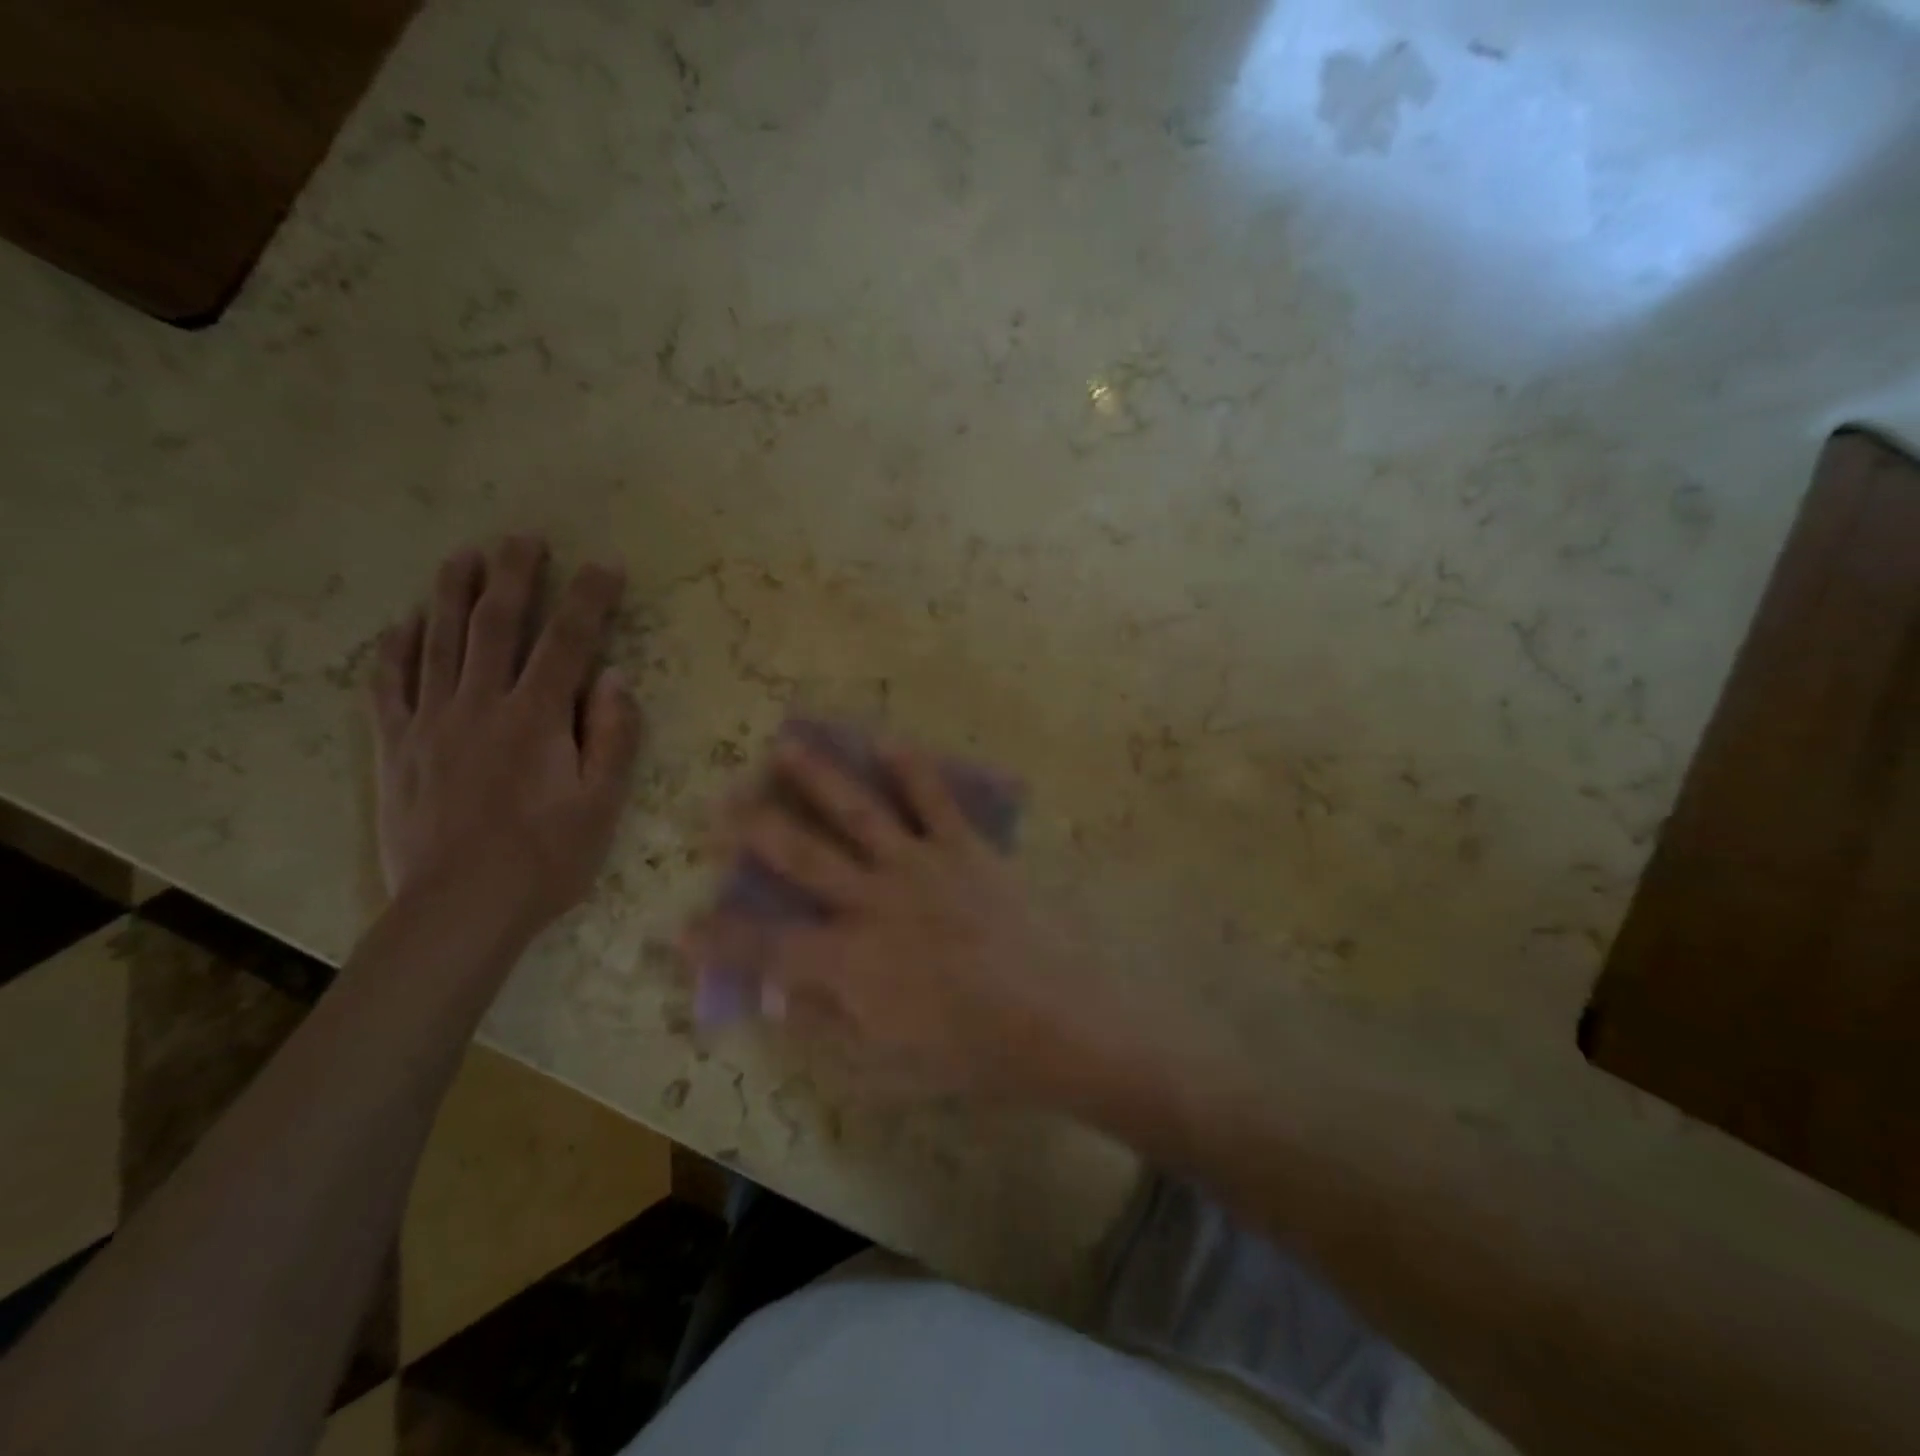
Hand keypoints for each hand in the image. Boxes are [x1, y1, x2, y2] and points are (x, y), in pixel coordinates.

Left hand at [370, 537, 641, 938]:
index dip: (589, 599)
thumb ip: (613, 736)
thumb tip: (613, 678)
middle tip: (522, 539)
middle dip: (513, 577)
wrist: (460, 909)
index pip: (568, 642)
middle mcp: (480, 705)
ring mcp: (430, 723)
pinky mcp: (395, 748)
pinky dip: (394, 649)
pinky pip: (388, 686)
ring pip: (438, 642)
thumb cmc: (546, 858)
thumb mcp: (603, 804)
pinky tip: (403, 624)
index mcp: (536, 718)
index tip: (604, 565)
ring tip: (463, 556)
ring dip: (451, 594)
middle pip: (496, 625)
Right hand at [684, 739, 1109, 1098]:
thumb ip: (828, 1024)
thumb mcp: (889, 1064)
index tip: (680, 927)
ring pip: (857, 813)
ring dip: (817, 778)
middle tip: (720, 805)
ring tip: (785, 747)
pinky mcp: (964, 848)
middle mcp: (873, 902)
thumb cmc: (972, 1053)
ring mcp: (919, 867)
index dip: (720, 940)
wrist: (1055, 1018)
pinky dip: (911, 769)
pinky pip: (934, 800)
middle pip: (801, 857)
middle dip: (754, 830)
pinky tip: (889, 741)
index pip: (767, 949)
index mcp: (851, 963)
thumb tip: (778, 997)